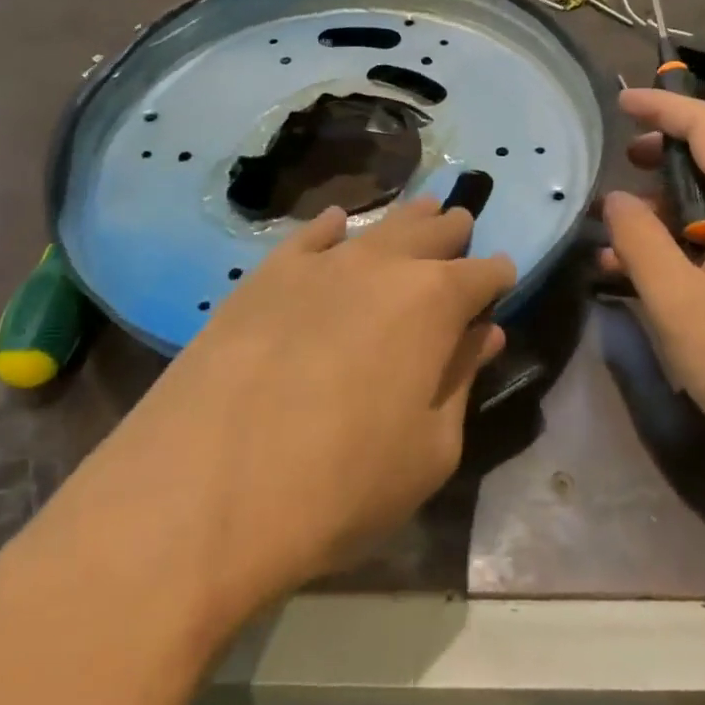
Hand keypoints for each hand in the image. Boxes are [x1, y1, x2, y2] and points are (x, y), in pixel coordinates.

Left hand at [3, 198, 512, 641]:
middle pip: (433, 232)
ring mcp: (320, 263)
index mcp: (435, 303)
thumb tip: (482, 334)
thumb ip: (459, 381)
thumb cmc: (338, 486)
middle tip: (461, 231)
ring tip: (421, 212)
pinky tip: (338, 224)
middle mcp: (383, 265)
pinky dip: (333, 228)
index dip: (498, 278)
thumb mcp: (427, 452)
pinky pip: (311, 235)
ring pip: (378, 225)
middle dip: (454, 232)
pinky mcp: (265, 274)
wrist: (203, 492)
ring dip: (406, 221)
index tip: (501, 284)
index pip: (484, 274)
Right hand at [602, 89, 704, 493]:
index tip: (620, 103)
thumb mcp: (678, 304)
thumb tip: (617, 198)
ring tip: (624, 233)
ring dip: (674, 202)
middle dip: (668, 148)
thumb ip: (640, 241)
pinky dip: (691, 235)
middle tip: (625, 162)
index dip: (664, 107)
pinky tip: (655, 273)